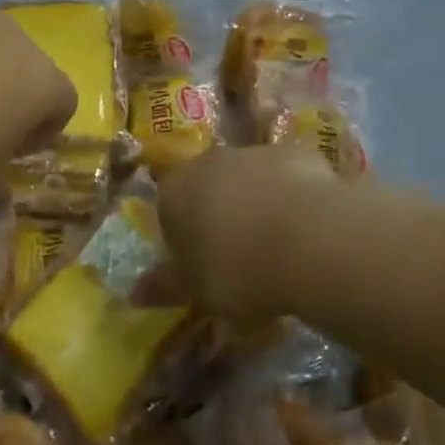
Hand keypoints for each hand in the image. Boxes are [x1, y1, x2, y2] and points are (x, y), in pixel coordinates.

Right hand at [152, 143, 340, 319]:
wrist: (310, 240)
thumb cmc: (238, 269)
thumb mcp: (196, 291)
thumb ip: (164, 286)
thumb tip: (134, 292)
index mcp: (175, 190)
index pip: (168, 207)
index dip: (183, 236)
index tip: (201, 264)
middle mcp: (209, 160)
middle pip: (208, 185)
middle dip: (219, 212)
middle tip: (239, 254)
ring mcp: (255, 152)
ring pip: (249, 177)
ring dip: (257, 201)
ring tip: (279, 244)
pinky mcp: (298, 153)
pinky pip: (289, 177)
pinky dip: (294, 196)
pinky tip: (310, 229)